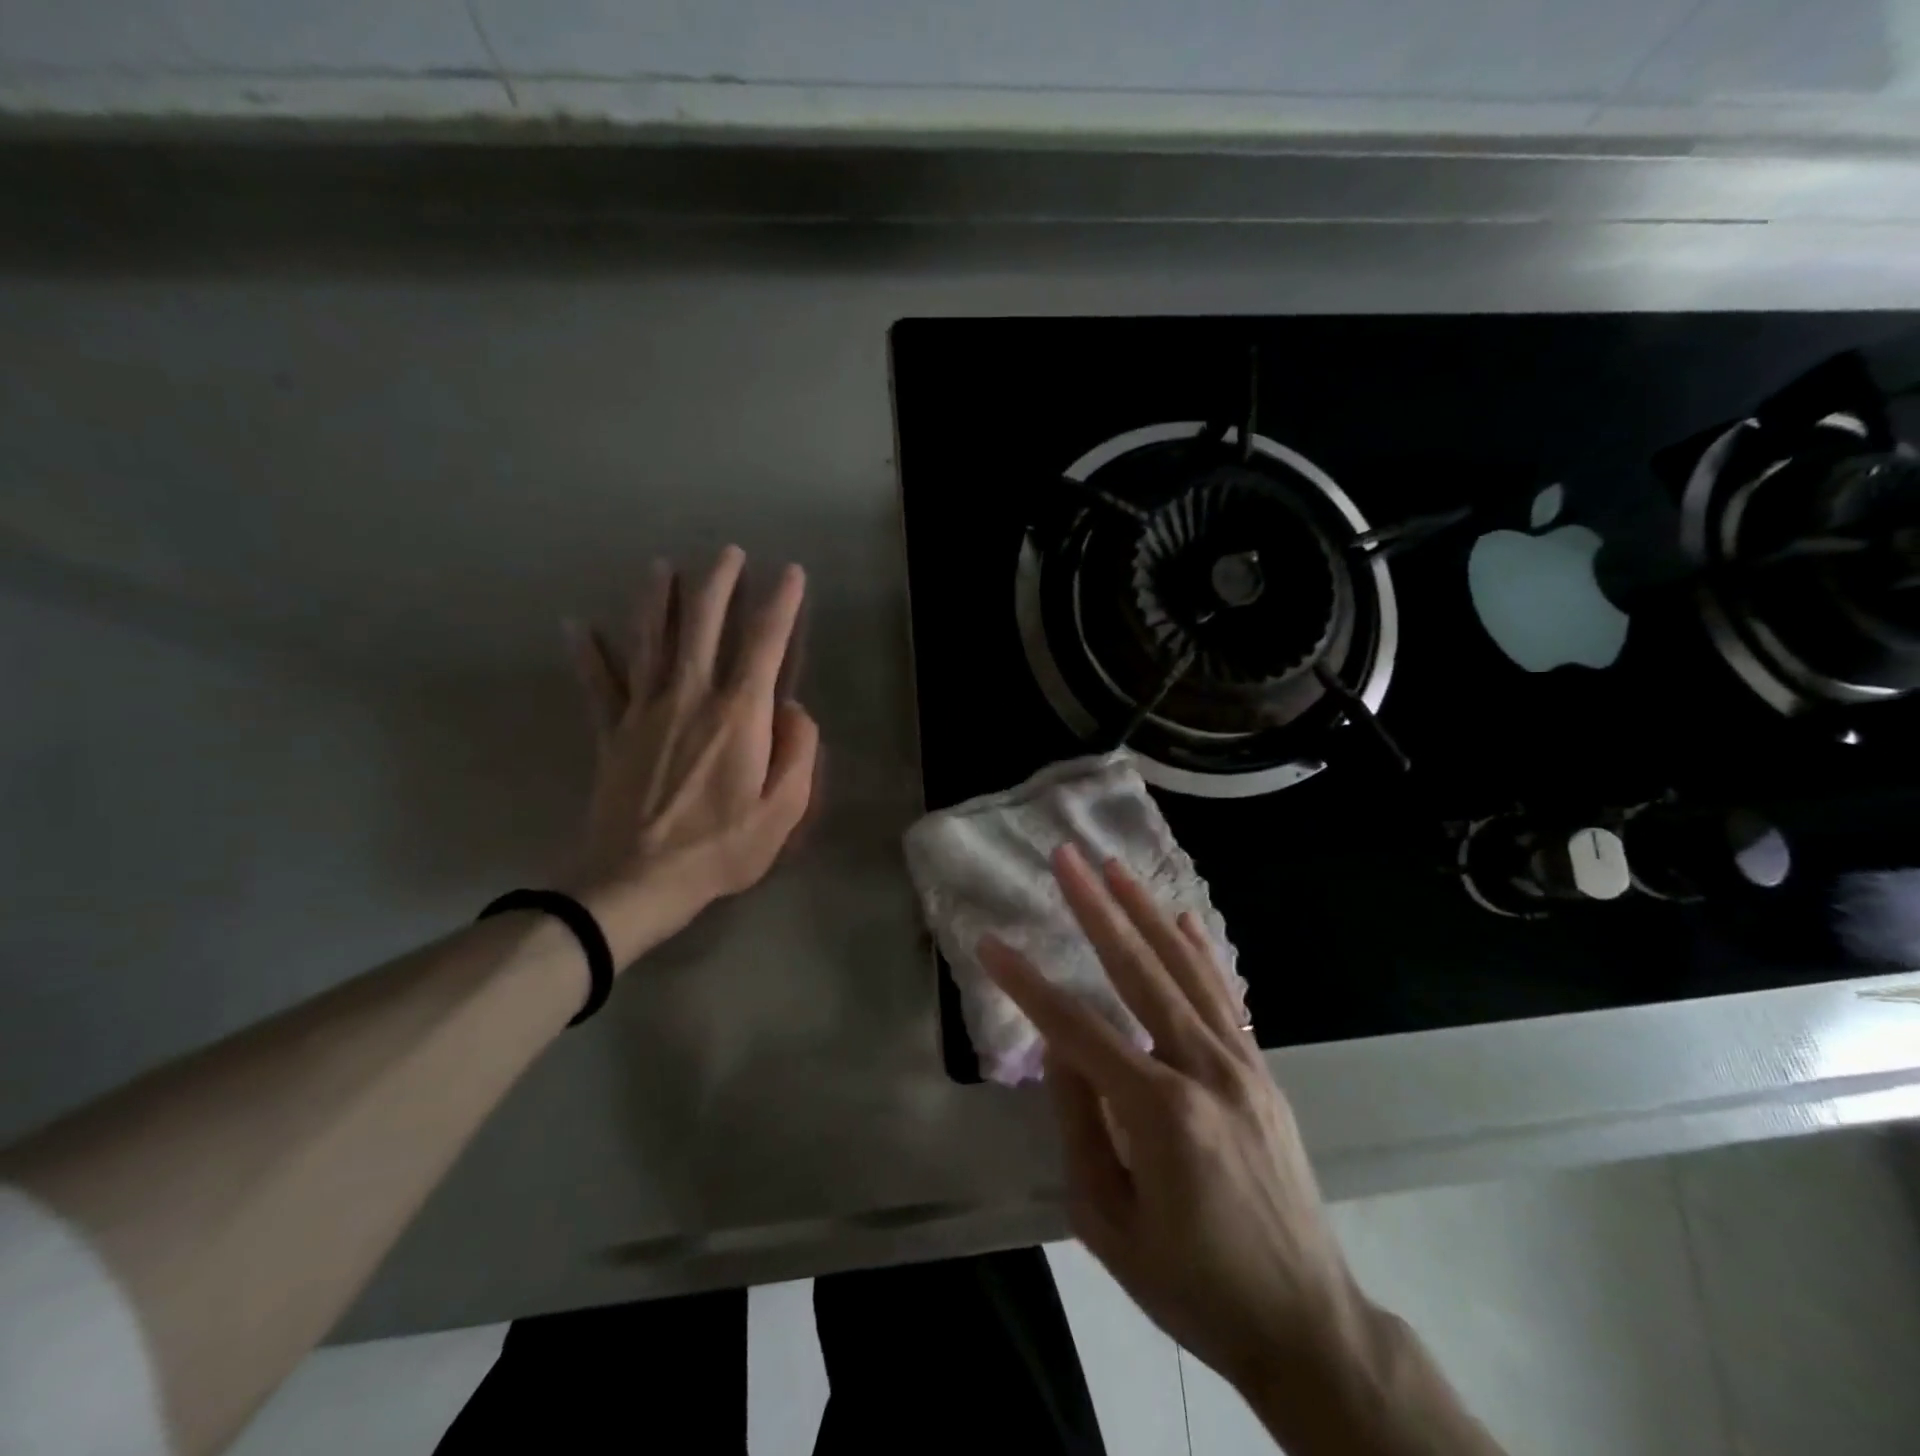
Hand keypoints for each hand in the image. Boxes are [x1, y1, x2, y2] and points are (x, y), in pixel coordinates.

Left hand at [562, 546, 818, 965]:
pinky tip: (577, 624)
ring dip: (659, 600)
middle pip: (704, 625)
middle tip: (727, 552)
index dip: (781, 604)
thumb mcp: (784, 809)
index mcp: (739, 715)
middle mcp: (691, 697)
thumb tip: (793, 709)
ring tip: (663, 567)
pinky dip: (588, 652)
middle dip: (718, 583)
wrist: (637, 881)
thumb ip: (798, 752)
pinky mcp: (613, 733)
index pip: (765, 644)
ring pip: (652, 640)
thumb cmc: (721, 848)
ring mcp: (645, 711)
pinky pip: (599, 683)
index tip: (791, 573)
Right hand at [979, 846, 1363, 1395]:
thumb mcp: (1107, 1221)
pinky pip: (1224, 995)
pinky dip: (1200, 950)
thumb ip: (1079, 1123)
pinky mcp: (1259, 1069)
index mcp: (1160, 1113)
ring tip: (1113, 868)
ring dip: (1145, 912)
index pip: (1078, 1029)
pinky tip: (1180, 916)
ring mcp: (1240, 1063)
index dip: (1028, 985)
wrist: (1303, 1322)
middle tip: (1066, 858)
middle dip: (1095, 909)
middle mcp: (1205, 1070)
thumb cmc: (1191, 1283)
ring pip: (1185, 969)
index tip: (991, 942)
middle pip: (1139, 971)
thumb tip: (1059, 1048)